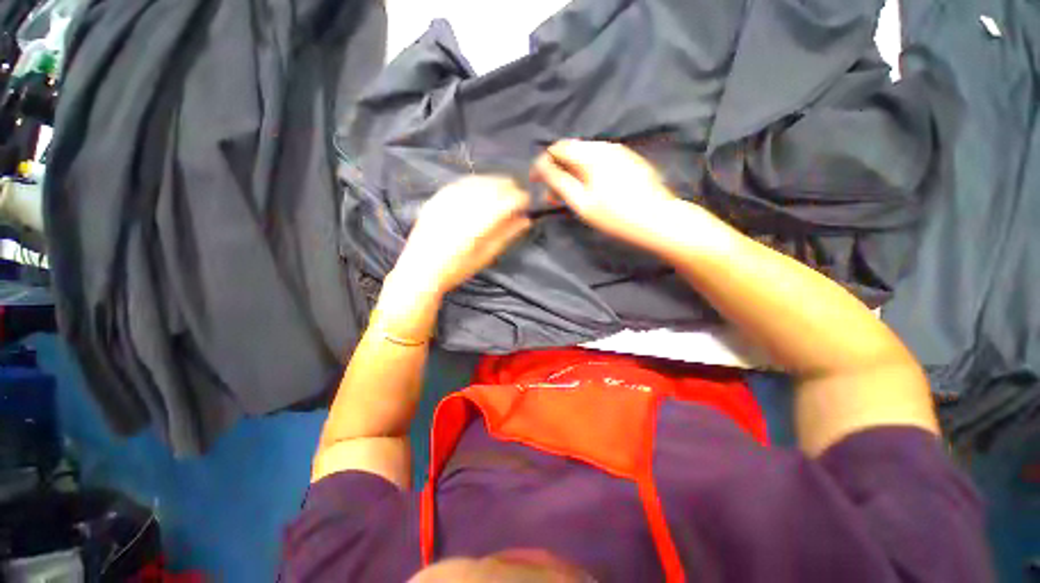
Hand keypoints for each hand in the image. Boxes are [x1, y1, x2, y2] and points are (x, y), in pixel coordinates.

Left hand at [390, 175, 531, 298]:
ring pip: (478, 181)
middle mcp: (464, 207)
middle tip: (517, 197)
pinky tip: (480, 189)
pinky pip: (461, 183)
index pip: (508, 201)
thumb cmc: (456, 269)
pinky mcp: (437, 198)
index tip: (527, 203)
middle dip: (509, 188)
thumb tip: (525, 220)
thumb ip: (506, 235)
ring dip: (494, 183)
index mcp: (479, 224)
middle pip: (494, 186)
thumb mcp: (485, 256)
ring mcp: (448, 200)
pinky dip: (475, 183)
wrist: (420, 270)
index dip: (521, 199)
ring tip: (502, 192)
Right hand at [530, 140, 682, 246]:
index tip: (535, 182)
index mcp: (592, 155)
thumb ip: (559, 182)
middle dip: (557, 171)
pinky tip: (588, 192)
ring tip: (567, 197)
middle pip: (572, 152)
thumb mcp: (582, 202)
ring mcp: (620, 152)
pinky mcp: (629, 161)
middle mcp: (605, 147)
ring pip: (586, 158)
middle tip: (550, 195)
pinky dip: (587, 174)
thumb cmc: (615, 216)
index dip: (542, 164)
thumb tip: (542, 166)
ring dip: (572, 174)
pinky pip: (600, 162)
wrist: (658, 220)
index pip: (558, 149)